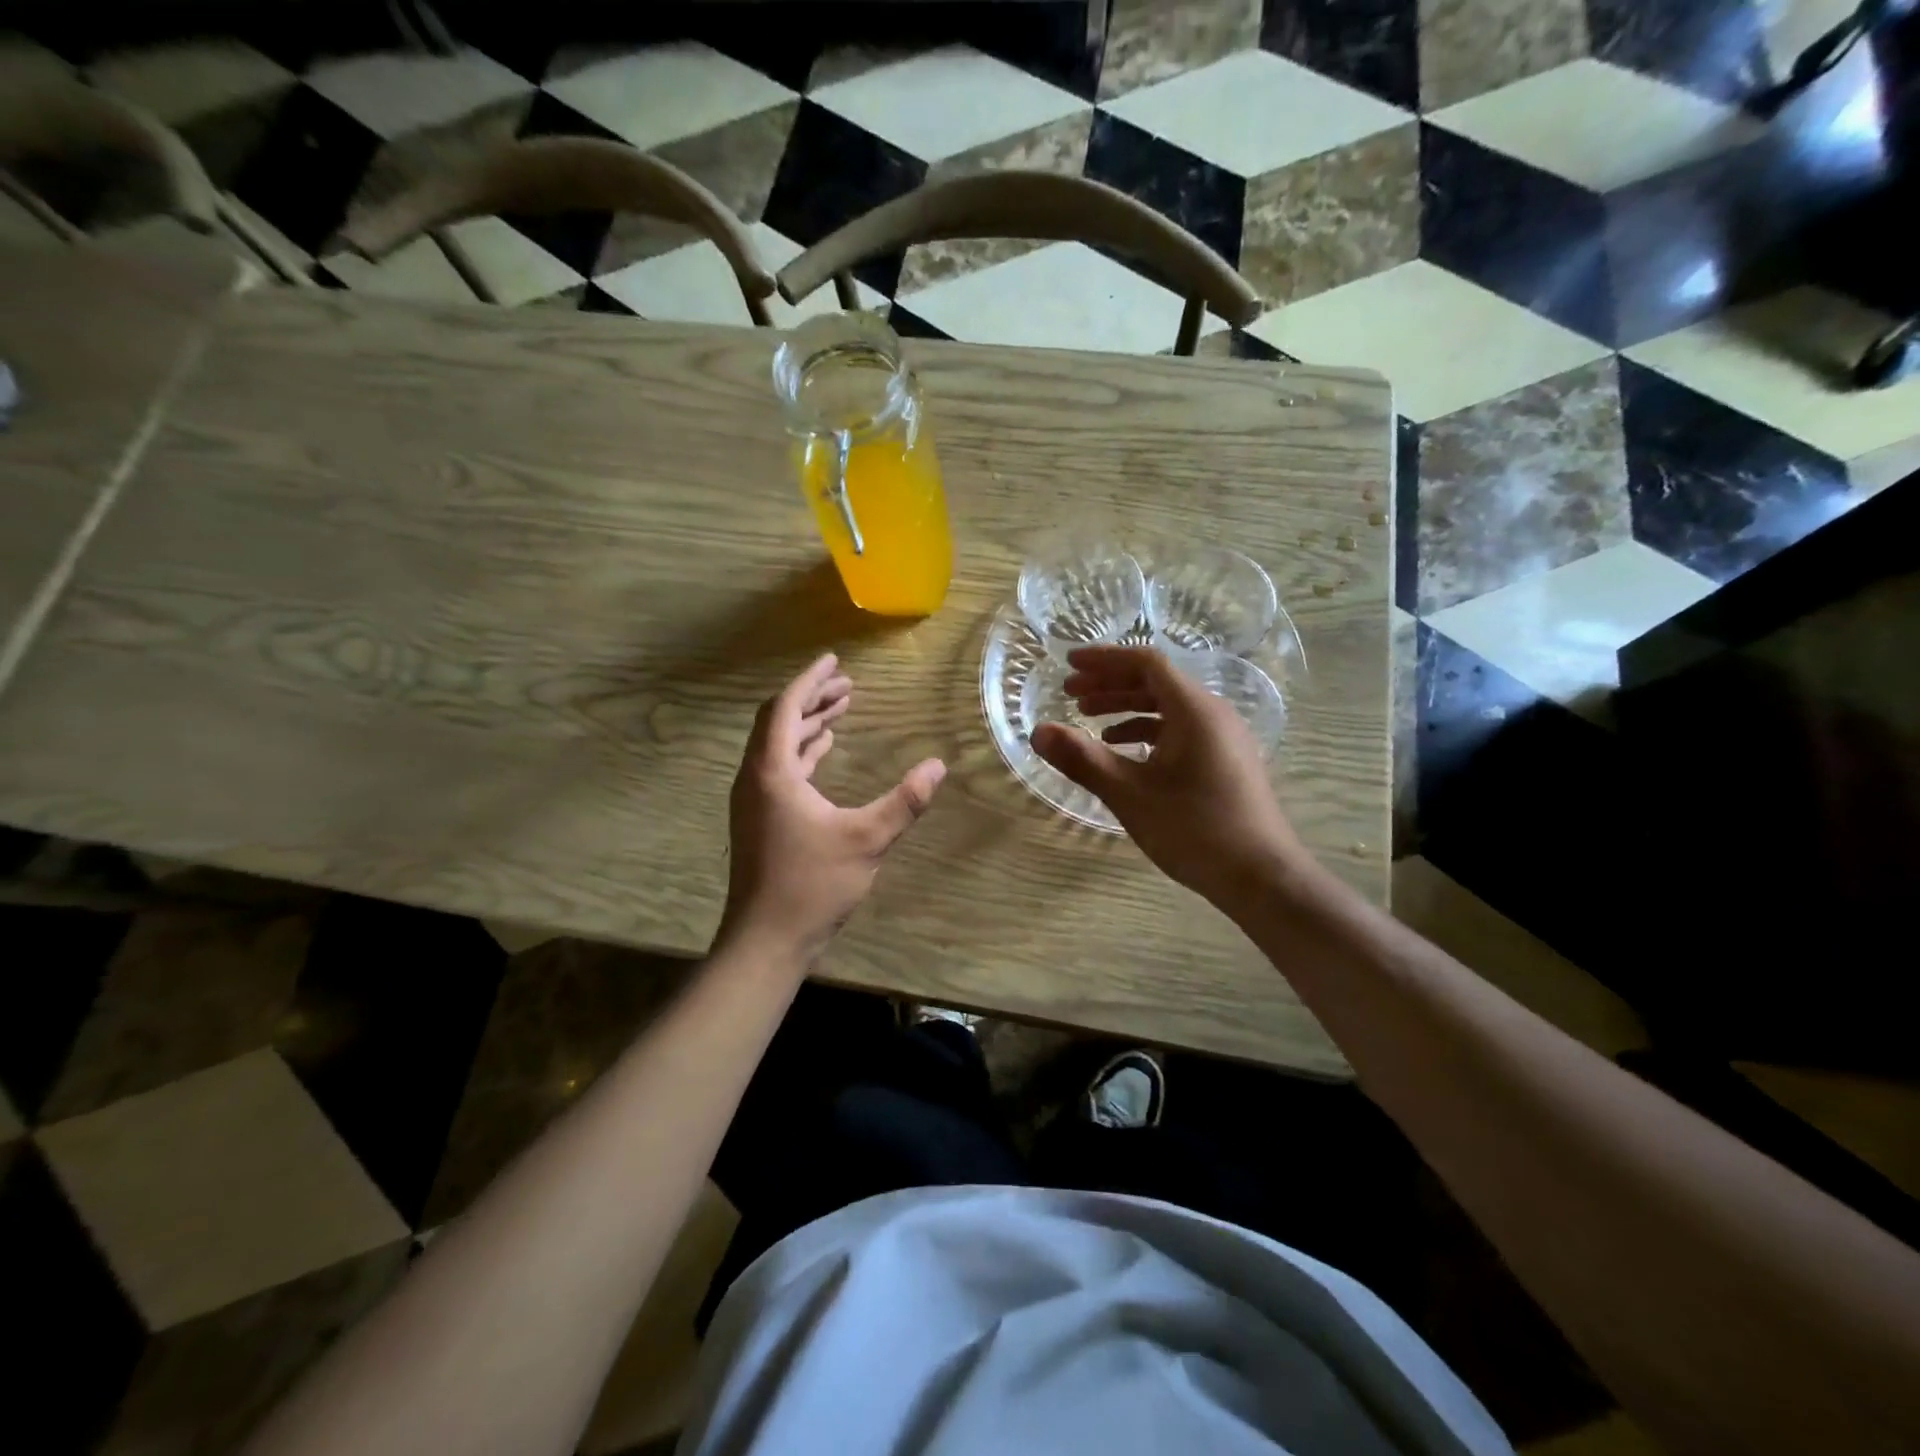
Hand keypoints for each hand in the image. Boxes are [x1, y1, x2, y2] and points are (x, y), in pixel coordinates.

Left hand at [721, 654, 945, 964]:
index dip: (811, 681)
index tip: (834, 661)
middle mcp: (755, 778)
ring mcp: (753, 800)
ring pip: (777, 745)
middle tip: (847, 685)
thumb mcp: (866, 840)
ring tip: (841, 709)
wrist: (765, 940)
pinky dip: (802, 752)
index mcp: (772, 772)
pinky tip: (824, 751)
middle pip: (778, 721)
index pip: (785, 707)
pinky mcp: (759, 818)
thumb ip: (904, 801)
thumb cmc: (812, 885)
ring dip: (807, 724)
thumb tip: (939, 766)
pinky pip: (779, 768)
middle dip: (812, 698)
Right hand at [1032, 646, 1310, 910]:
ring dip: (1126, 708)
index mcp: (1195, 710)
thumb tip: (1038, 731)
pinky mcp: (1226, 761)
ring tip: (1088, 721)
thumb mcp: (1130, 794)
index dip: (1104, 659)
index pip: (1146, 662)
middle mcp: (1214, 714)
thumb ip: (1082, 759)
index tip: (1068, 663)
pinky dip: (1147, 732)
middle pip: (1156, 682)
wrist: (1262, 878)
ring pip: (1168, 708)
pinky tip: (1124, 752)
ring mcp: (1224, 738)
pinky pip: (1181, 731)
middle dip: (1110, 684)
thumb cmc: (1195, 830)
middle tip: (1070, 694)